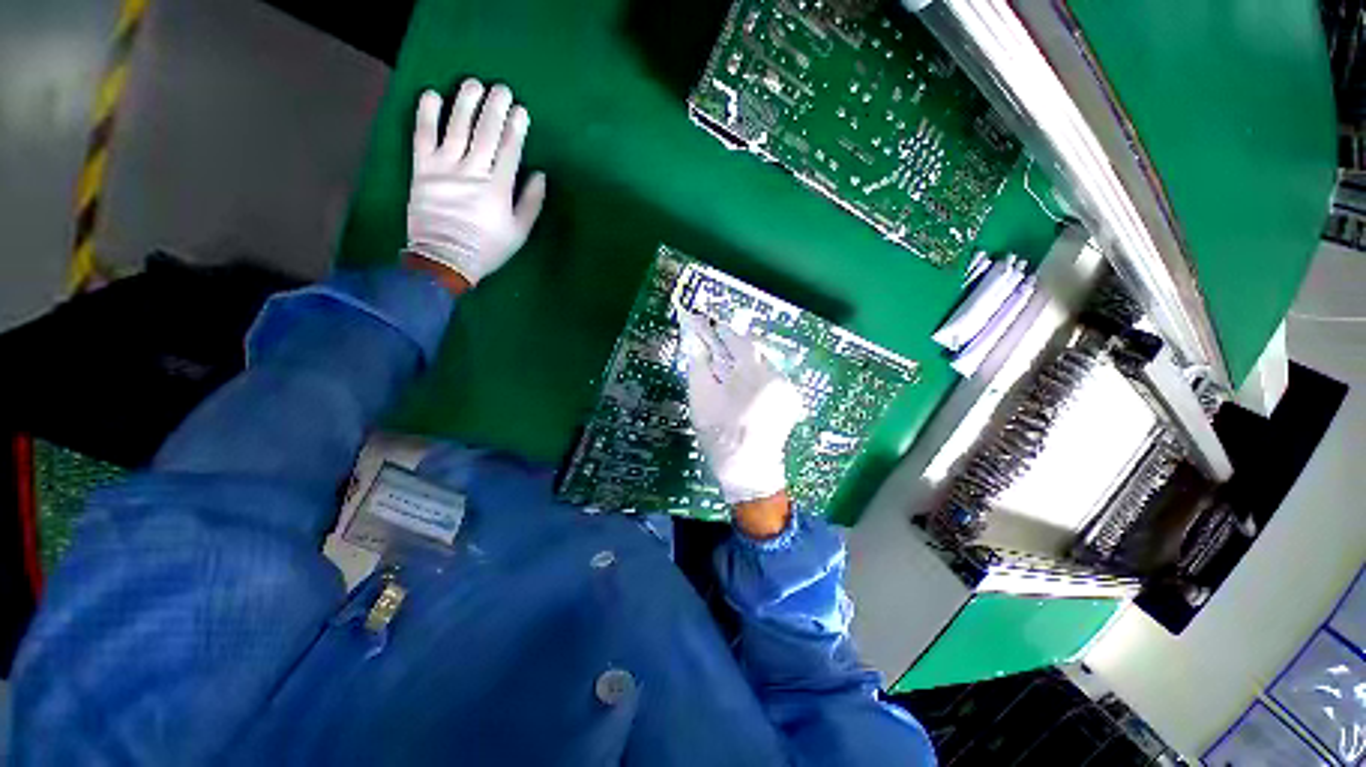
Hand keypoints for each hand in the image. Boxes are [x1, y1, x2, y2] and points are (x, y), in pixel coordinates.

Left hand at [406, 79, 546, 287]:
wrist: (444, 259)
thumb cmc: (487, 249)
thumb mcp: (519, 233)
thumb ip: (530, 203)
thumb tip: (540, 175)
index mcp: (498, 188)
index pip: (510, 150)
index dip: (516, 128)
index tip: (521, 110)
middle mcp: (472, 171)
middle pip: (486, 133)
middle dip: (495, 108)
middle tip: (502, 88)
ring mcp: (444, 168)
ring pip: (456, 128)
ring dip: (465, 103)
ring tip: (473, 83)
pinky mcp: (422, 169)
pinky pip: (423, 137)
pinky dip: (426, 115)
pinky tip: (432, 96)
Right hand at [680, 312, 805, 513]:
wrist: (749, 472)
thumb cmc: (720, 436)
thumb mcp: (702, 400)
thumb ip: (699, 366)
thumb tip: (695, 341)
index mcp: (754, 375)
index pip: (739, 341)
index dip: (722, 332)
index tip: (709, 324)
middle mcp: (777, 376)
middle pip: (754, 351)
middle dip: (734, 349)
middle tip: (716, 349)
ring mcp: (788, 389)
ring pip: (763, 364)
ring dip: (746, 363)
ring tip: (729, 374)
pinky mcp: (792, 400)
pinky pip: (771, 378)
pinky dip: (756, 377)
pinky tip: (744, 390)